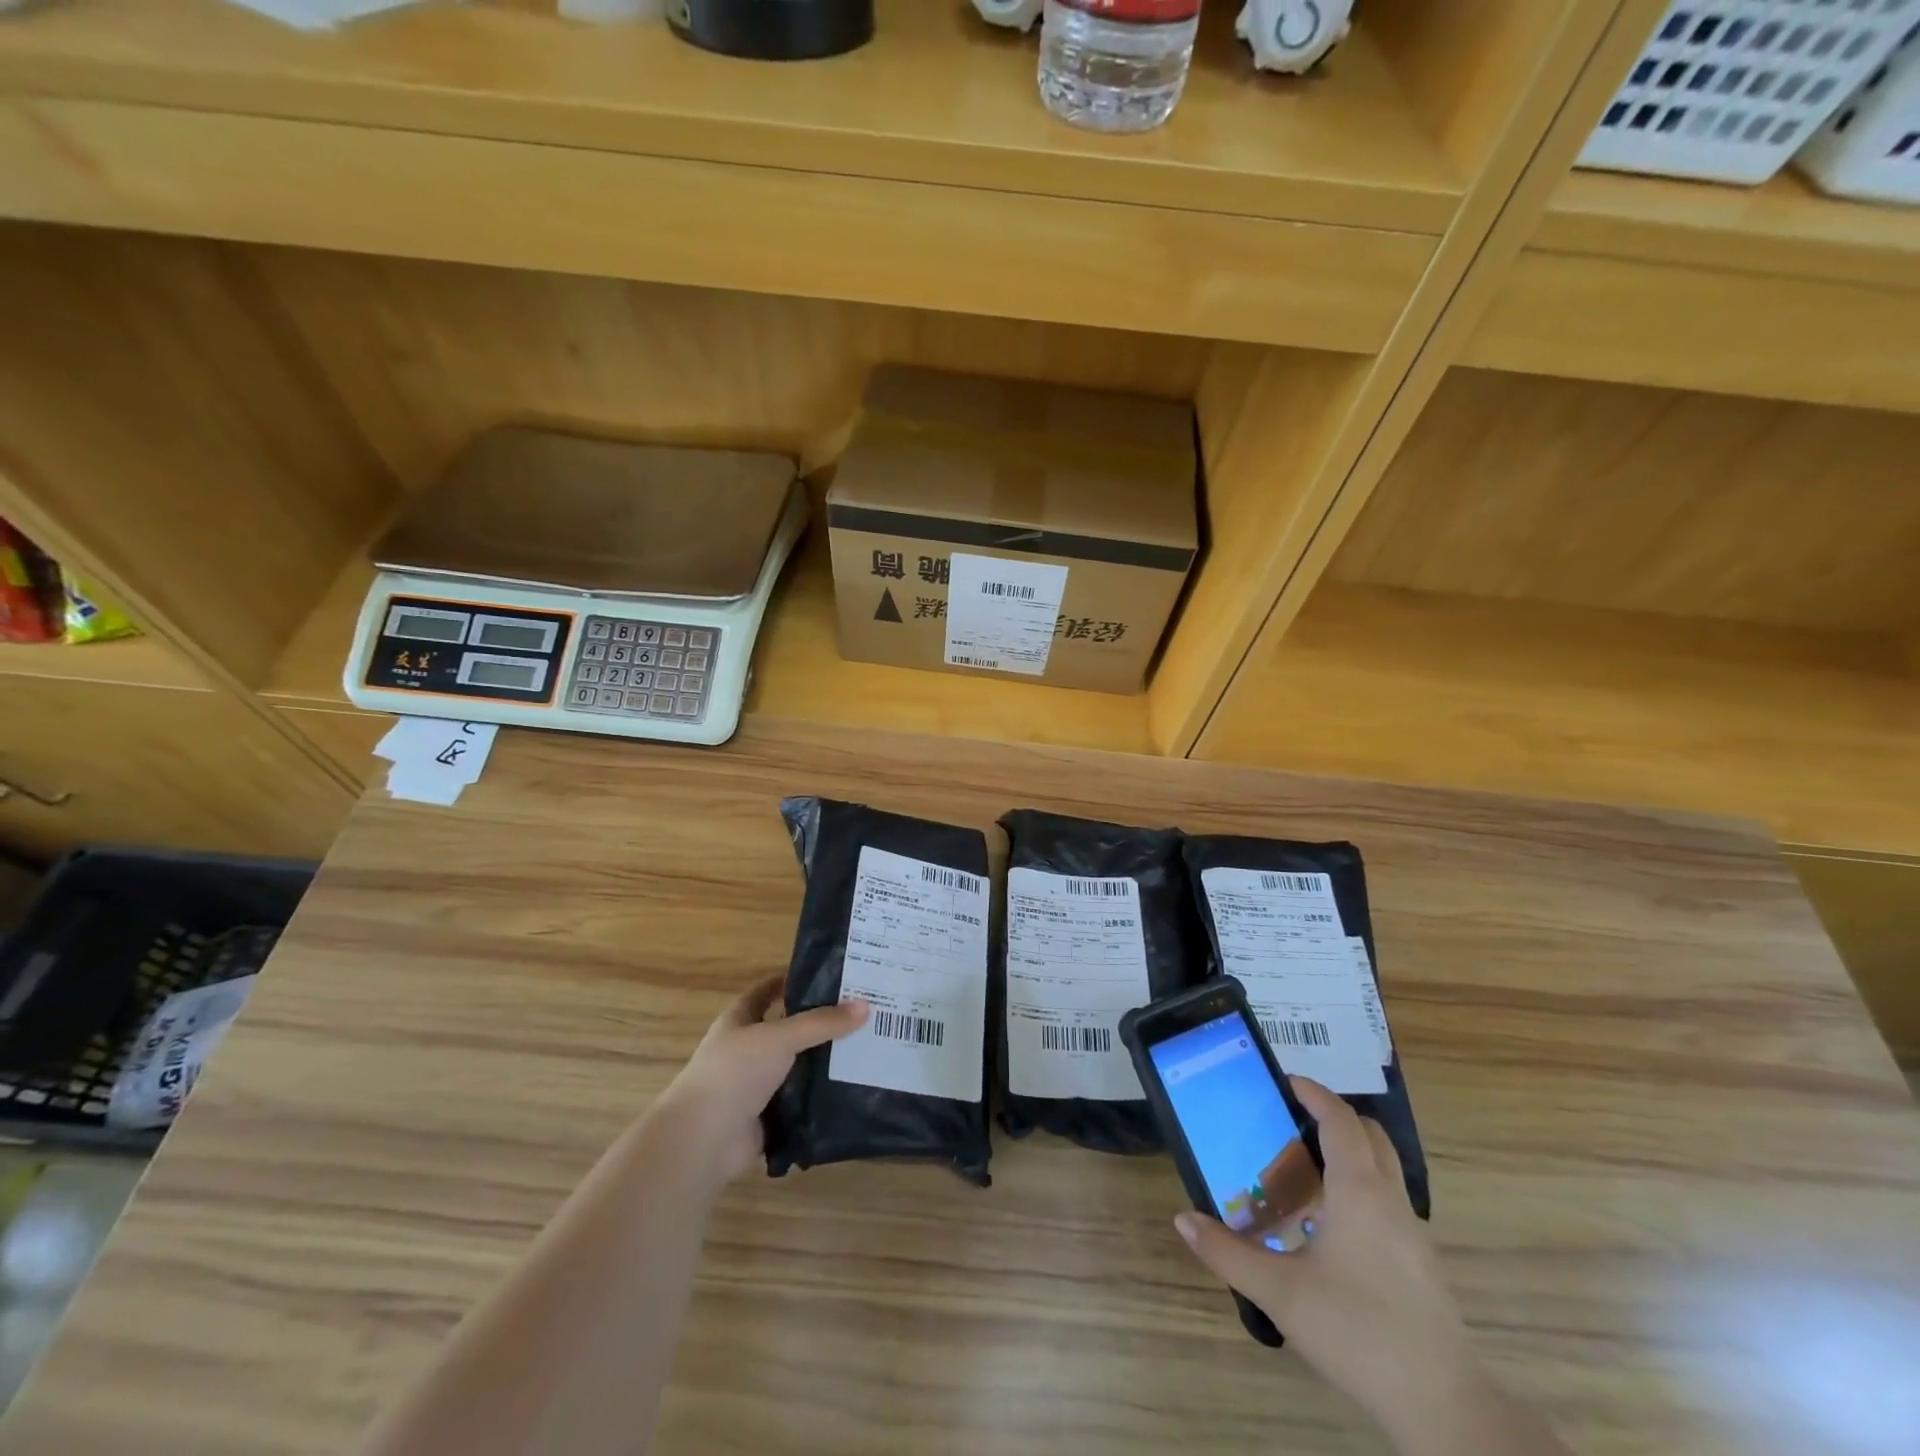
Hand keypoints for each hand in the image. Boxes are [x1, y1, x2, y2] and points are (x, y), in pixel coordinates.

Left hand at [652, 975, 867, 1188]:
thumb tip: (865, 1006)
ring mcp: (756, 1085)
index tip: (832, 974)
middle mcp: (747, 1049)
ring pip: (798, 1066)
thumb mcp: (780, 1037)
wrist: (704, 1139)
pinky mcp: (767, 1116)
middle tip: (862, 1012)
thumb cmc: (734, 1072)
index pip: (768, 990)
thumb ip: (822, 1022)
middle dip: (820, 1022)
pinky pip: (801, 1101)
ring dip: (825, 1061)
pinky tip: (853, 1088)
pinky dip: (821, 1097)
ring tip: (868, 1048)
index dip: (794, 980)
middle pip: (789, 1029)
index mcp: (740, 1020)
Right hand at [1174, 1078, 1482, 1443]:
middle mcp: (1389, 1198)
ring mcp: (1411, 1231)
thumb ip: (1228, 1252)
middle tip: (1290, 1121)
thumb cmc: (1358, 1333)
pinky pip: (1388, 1199)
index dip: (1314, 1093)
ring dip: (1349, 1151)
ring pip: (1383, 1167)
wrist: (1444, 1407)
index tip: (1284, 1082)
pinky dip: (1360, 1185)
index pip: (1340, 1119)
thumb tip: (1183, 1218)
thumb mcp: (1280, 1293)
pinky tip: (1329, 1223)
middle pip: (1369, 1134)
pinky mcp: (1420, 1261)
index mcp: (1359, 1190)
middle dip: (1333, 1116)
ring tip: (1303, 1167)